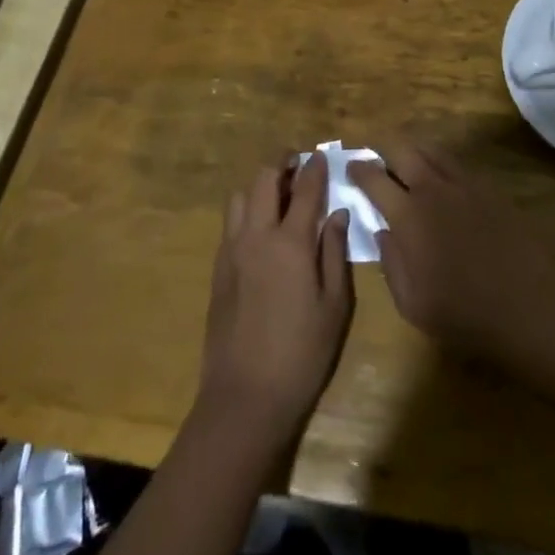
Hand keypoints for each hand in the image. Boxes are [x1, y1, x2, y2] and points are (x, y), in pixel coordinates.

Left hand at [198, 153, 354, 439]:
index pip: (305, 188)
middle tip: (298, 163)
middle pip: (264, 179)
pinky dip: (245, 210)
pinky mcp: (218, 269)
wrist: (244, 399)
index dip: (315, 167)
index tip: (323, 156)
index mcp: (290, 242)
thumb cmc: (301, 355)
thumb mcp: (334, 306)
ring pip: (239, 196)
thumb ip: (335, 253)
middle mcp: (257, 236)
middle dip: (281, 163)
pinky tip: (260, 228)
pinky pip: (230, 222)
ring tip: (278, 194)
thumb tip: (337, 214)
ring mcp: (232, 251)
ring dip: (259, 185)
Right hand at [350, 144, 554, 366]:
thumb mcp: (412, 304)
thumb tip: (383, 232)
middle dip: (384, 150)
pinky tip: (442, 178)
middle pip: (403, 150)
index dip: (359, 170)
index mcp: (409, 216)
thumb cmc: (464, 315)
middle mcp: (433, 189)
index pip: (374, 179)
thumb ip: (391, 263)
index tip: (351, 167)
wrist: (528, 309)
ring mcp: (464, 185)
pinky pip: (457, 164)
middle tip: (377, 158)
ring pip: (432, 150)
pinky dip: (441, 163)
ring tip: (406, 161)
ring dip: (414, 151)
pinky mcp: (489, 189)